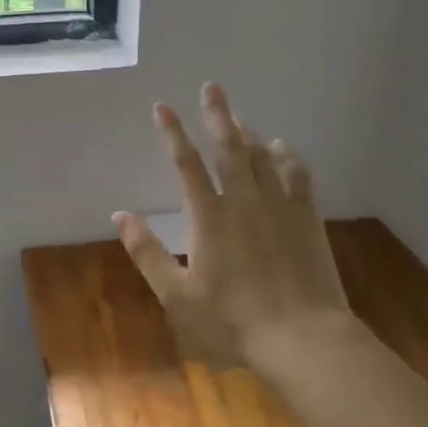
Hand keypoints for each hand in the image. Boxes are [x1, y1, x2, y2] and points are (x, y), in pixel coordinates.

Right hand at [114, 82, 354, 366]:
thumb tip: (120, 216)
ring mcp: (280, 207)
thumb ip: (147, 253)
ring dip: (248, 133)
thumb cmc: (233, 321)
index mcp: (209, 217)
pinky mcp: (307, 219)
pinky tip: (282, 148)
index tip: (162, 107)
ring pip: (262, 157)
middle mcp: (244, 202)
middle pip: (229, 148)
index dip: (172, 134)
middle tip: (211, 87)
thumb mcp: (177, 296)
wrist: (303, 339)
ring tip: (237, 117)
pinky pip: (297, 176)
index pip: (186, 165)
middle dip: (217, 115)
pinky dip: (287, 157)